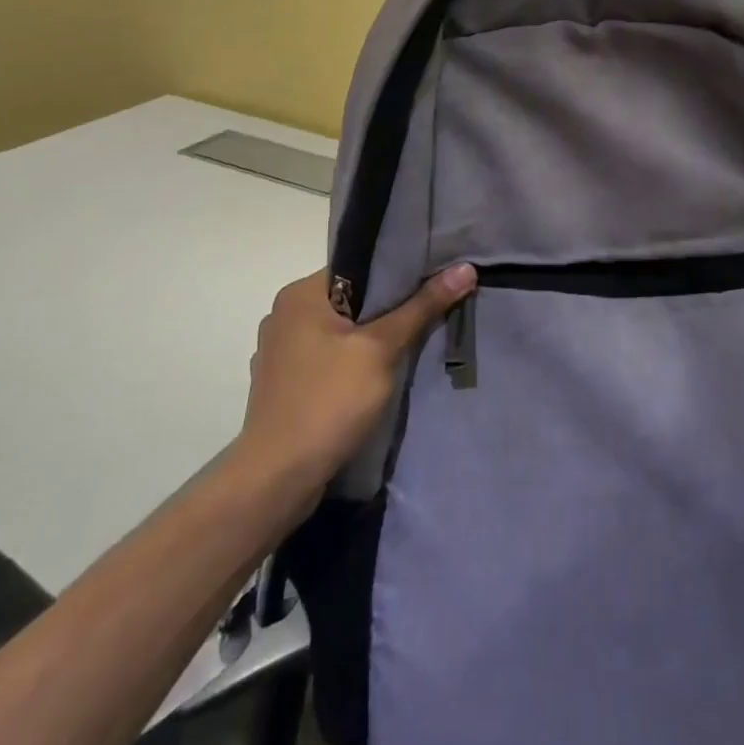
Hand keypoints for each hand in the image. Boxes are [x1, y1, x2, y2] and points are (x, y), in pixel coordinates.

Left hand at [237, 264, 476, 491]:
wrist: (278, 477)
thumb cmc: (329, 401)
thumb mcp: (382, 349)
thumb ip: (422, 307)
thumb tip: (465, 268)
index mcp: (299, 295)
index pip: (357, 266)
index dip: (398, 272)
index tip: (434, 279)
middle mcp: (283, 315)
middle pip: (350, 299)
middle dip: (390, 307)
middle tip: (432, 310)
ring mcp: (280, 352)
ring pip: (340, 331)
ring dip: (372, 338)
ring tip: (413, 342)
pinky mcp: (284, 384)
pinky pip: (328, 358)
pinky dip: (353, 361)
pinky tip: (377, 376)